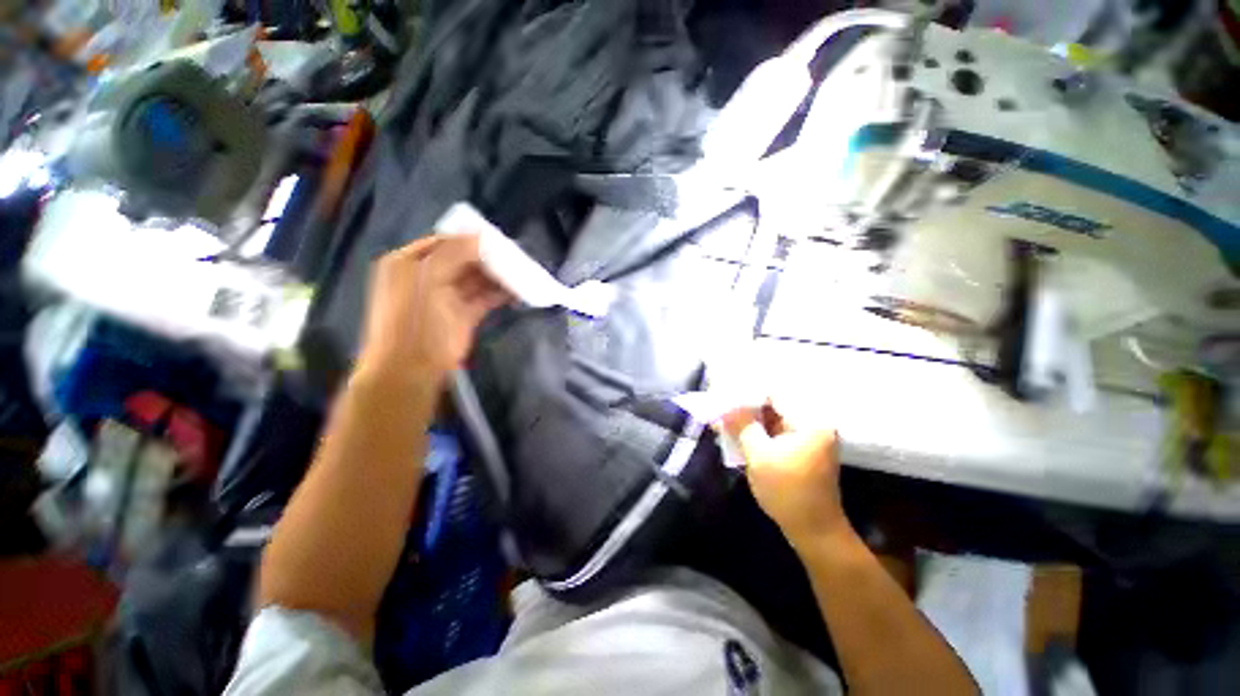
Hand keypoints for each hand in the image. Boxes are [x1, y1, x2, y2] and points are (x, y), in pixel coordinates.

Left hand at [358, 234, 508, 385]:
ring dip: (497, 275)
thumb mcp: (427, 278)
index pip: (443, 242)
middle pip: (462, 260)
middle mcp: (428, 276)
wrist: (413, 366)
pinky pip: (485, 297)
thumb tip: (480, 236)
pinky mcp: (465, 314)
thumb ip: (453, 253)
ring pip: (476, 279)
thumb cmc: (414, 319)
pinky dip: (500, 293)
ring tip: (521, 269)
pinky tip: (517, 289)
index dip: (468, 239)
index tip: (496, 238)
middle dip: (487, 257)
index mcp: (409, 262)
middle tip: (514, 253)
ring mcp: (448, 296)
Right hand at [720, 403, 851, 546]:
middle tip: (721, 405)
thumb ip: (741, 425)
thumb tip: (725, 405)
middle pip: (773, 405)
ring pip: (772, 419)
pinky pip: (775, 432)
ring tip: (724, 418)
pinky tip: (737, 432)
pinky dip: (757, 432)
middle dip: (746, 406)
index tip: (724, 393)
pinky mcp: (800, 448)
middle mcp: (812, 423)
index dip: (747, 392)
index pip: (774, 393)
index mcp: (809, 421)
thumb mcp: (759, 455)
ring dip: (749, 420)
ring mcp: (807, 437)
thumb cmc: (787, 492)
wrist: (814, 531)